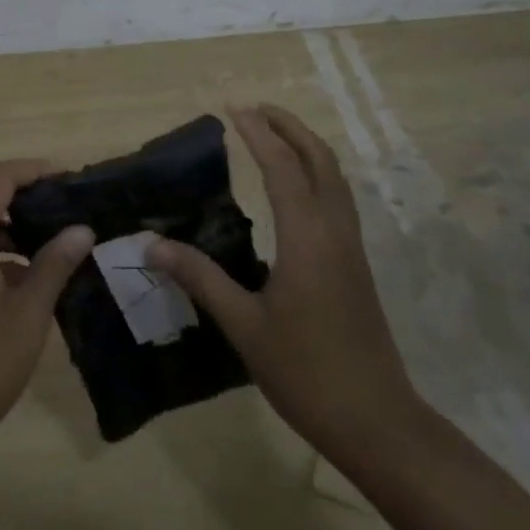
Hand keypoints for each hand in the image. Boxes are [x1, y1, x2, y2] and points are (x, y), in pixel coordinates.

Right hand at [147, 104, 424, 463]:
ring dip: (307, 147)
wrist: (376, 420)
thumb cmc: (305, 371)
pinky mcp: (356, 265)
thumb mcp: (244, 326)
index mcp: (307, 237)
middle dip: (290, 127)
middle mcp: (334, 231)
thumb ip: (200, 278)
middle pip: (319, 160)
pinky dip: (317, 174)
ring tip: (275, 136)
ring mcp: (351, 247)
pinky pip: (338, 199)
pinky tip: (296, 190)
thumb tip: (153, 245)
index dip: (258, 134)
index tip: (234, 108)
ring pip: (335, 178)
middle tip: (256, 110)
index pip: (281, 167)